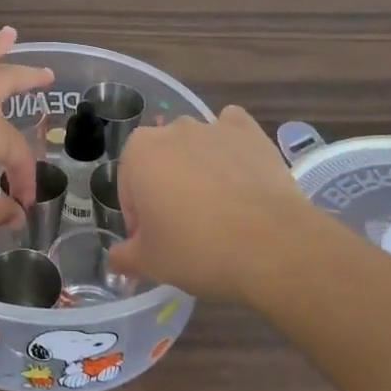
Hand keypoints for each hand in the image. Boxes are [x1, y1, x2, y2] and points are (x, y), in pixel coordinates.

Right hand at [107, 106, 313, 300]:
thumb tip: (116, 258)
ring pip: (195, 146)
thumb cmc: (198, 250)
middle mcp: (172, 130)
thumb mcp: (150, 263)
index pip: (129, 189)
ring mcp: (212, 127)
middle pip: (160, 163)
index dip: (140, 221)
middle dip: (166, 190)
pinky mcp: (250, 132)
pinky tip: (239, 172)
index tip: (156, 245)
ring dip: (198, 170)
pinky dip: (231, 145)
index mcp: (139, 153)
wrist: (273, 246)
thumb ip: (124, 256)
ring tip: (220, 210)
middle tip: (185, 231)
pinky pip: (231, 130)